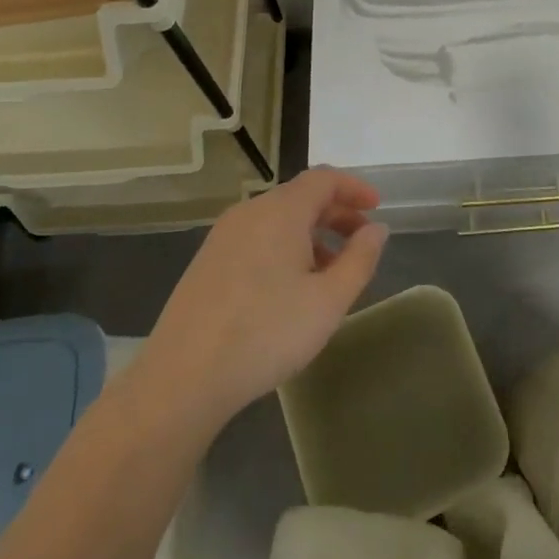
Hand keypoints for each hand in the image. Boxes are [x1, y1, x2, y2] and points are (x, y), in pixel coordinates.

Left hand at [134, 169, 388, 428]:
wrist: (182, 379)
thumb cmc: (266, 333)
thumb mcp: (329, 301)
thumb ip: (360, 259)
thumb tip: (376, 229)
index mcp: (281, 211)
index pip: (324, 179)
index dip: (354, 188)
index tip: (377, 208)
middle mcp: (250, 212)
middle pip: (300, 197)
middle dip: (336, 214)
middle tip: (361, 241)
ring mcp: (223, 236)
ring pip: (278, 220)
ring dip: (311, 234)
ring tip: (330, 272)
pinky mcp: (207, 262)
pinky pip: (257, 238)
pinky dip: (284, 248)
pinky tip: (290, 288)